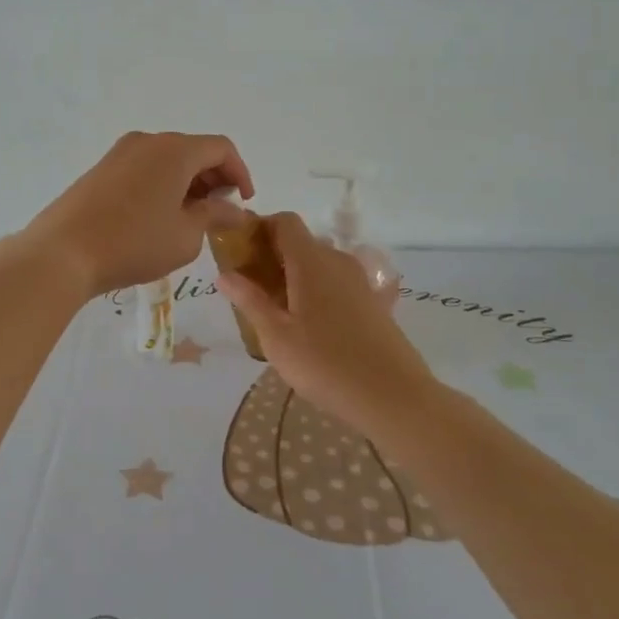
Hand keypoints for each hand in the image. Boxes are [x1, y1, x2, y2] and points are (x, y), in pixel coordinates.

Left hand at [22, 132, 253, 299]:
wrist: (63, 251)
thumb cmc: (134, 243)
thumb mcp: (186, 235)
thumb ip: (215, 216)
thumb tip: (234, 209)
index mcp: (175, 150)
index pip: (221, 148)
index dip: (240, 173)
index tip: (244, 203)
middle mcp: (148, 141)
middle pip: (193, 150)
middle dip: (213, 177)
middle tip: (220, 212)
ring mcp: (120, 152)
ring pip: (167, 159)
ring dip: (187, 182)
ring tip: (191, 218)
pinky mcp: (101, 168)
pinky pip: (144, 167)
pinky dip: (162, 184)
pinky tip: (158, 216)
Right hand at [217, 212, 440, 437]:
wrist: (394, 397)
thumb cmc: (326, 364)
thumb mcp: (276, 337)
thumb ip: (250, 301)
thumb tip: (224, 274)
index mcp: (311, 261)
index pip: (285, 221)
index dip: (260, 228)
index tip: (241, 253)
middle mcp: (337, 261)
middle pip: (301, 243)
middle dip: (273, 257)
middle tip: (251, 290)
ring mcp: (359, 281)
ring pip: (319, 265)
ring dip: (295, 277)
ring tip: (277, 312)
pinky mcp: (372, 302)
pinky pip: (336, 284)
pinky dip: (317, 292)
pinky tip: (309, 327)